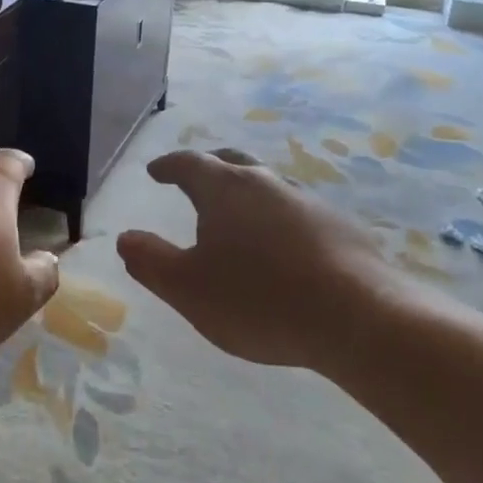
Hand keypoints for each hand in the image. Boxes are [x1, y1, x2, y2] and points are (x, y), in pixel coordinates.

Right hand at [116, 149, 427, 368]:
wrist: (357, 318)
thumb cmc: (257, 300)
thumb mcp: (187, 289)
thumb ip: (151, 261)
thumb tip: (126, 237)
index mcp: (225, 191)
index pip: (189, 164)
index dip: (168, 166)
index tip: (155, 171)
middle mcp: (267, 184)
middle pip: (232, 164)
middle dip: (209, 169)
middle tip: (195, 181)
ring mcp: (309, 202)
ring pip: (269, 187)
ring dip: (247, 194)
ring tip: (238, 217)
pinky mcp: (341, 228)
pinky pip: (297, 213)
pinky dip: (278, 220)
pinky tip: (282, 248)